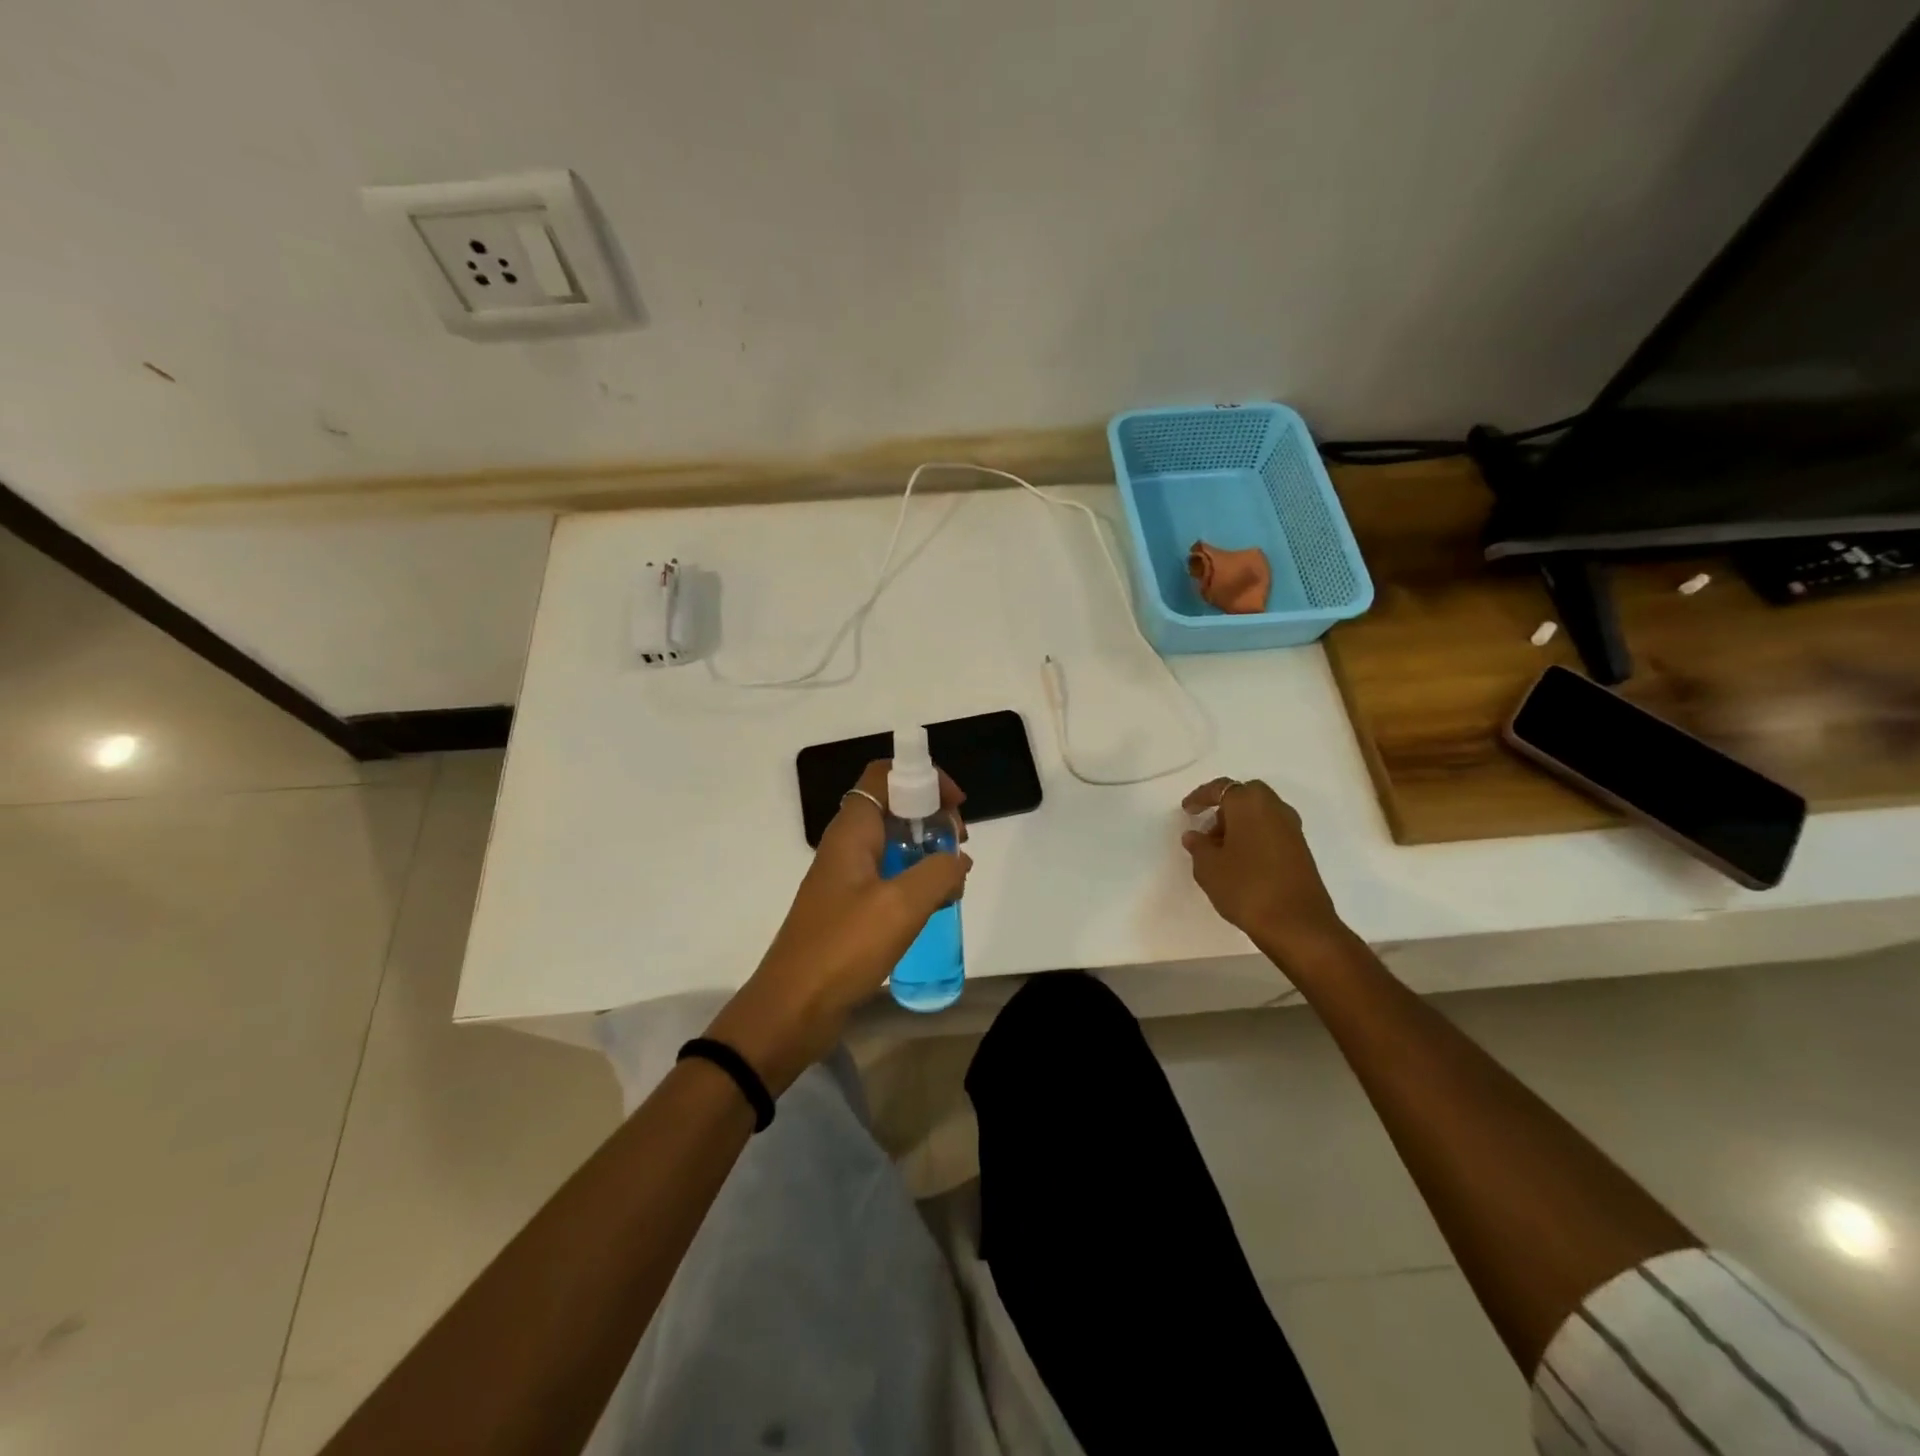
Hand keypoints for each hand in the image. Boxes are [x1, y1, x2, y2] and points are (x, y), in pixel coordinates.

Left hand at [707, 761, 970, 1092]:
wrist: (793, 1009)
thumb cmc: (844, 948)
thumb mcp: (901, 905)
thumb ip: (938, 872)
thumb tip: (957, 859)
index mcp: (852, 831)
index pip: (885, 775)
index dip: (923, 777)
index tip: (956, 804)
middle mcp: (846, 846)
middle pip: (892, 806)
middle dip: (931, 815)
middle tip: (958, 845)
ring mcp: (845, 878)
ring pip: (892, 843)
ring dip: (926, 850)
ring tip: (953, 879)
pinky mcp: (849, 908)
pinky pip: (887, 877)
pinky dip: (914, 880)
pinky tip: (935, 905)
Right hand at [1180, 778, 1349, 964]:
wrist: (1297, 924)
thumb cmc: (1245, 886)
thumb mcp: (1208, 867)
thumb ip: (1198, 846)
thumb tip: (1194, 835)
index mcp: (1249, 803)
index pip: (1221, 788)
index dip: (1201, 797)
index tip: (1187, 810)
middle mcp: (1275, 808)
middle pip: (1246, 796)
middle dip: (1225, 808)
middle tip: (1208, 829)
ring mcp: (1292, 829)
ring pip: (1261, 814)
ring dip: (1240, 825)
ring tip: (1221, 851)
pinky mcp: (1301, 850)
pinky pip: (1271, 831)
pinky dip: (1255, 838)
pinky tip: (1242, 863)